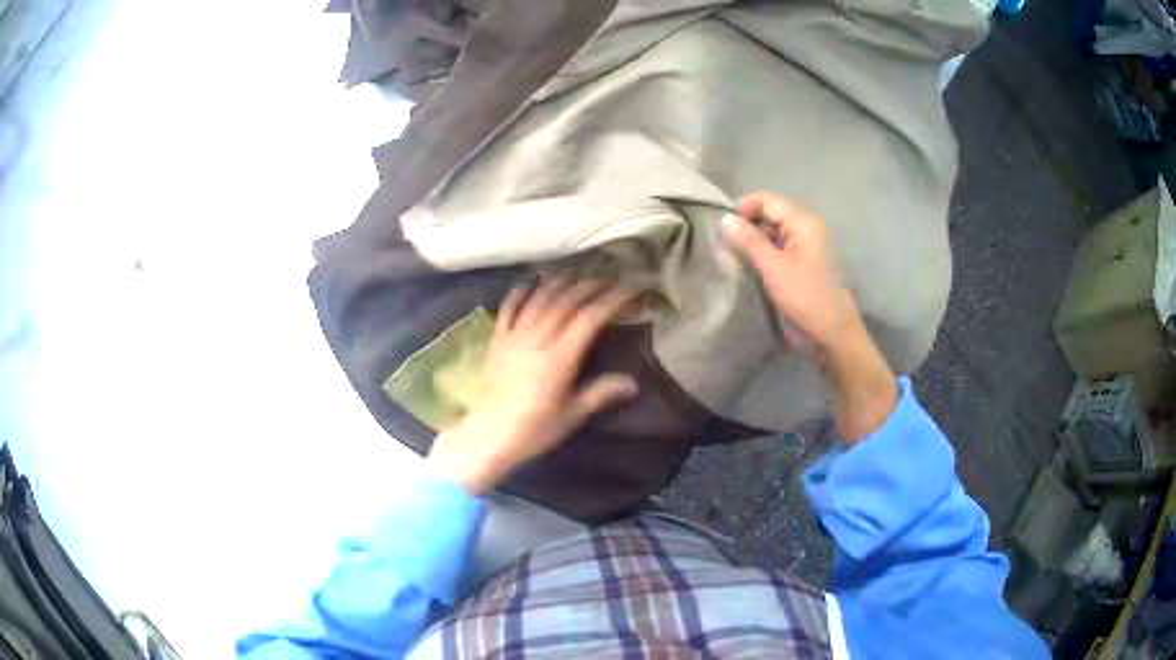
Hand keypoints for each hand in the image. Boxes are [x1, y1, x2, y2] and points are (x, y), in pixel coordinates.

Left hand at [427, 278, 639, 493]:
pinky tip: (529, 282)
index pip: (589, 319)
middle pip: (565, 302)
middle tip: (609, 279)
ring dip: (558, 283)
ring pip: (538, 299)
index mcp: (559, 358)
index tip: (630, 290)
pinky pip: (508, 309)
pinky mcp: (497, 341)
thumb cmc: (533, 430)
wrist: (488, 436)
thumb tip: (633, 383)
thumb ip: (600, 394)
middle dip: (589, 286)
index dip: (611, 300)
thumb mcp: (572, 415)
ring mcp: (513, 337)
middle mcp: (537, 339)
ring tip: (576, 275)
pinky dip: (520, 292)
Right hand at [721, 192, 897, 441]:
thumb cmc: (804, 297)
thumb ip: (748, 240)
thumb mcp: (772, 267)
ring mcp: (809, 245)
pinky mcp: (807, 262)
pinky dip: (767, 253)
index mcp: (804, 221)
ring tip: (738, 258)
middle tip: (728, 247)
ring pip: (775, 231)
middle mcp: (808, 227)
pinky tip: (755, 268)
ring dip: (756, 241)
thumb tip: (724, 218)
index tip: (724, 230)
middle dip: (748, 225)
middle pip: (771, 212)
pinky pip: (782, 247)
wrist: (833, 333)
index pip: (766, 199)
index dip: (743, 209)